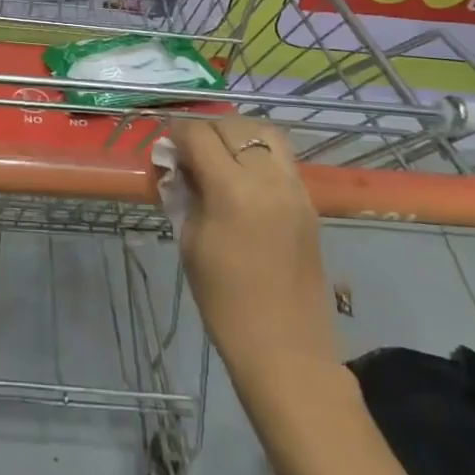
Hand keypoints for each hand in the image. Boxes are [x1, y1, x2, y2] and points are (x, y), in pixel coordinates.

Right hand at [169, 117, 336, 372]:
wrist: (285, 348)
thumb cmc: (224, 301)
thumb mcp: (190, 242)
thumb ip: (182, 194)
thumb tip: (173, 165)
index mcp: (232, 190)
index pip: (199, 135)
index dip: (176, 134)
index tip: (166, 148)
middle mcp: (267, 178)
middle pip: (232, 126)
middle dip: (205, 132)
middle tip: (189, 154)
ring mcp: (294, 187)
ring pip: (264, 133)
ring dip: (237, 135)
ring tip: (219, 156)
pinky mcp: (308, 200)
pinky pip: (281, 158)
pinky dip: (258, 153)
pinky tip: (243, 177)